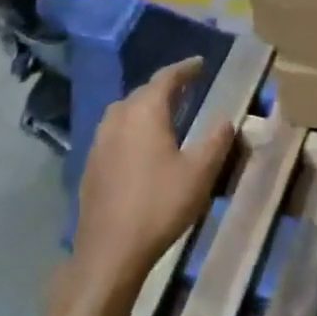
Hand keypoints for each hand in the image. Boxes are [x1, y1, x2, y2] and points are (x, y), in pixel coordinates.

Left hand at [73, 57, 234, 293]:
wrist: (109, 251)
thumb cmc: (159, 205)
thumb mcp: (200, 172)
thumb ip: (216, 140)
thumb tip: (226, 119)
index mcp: (145, 112)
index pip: (166, 78)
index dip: (185, 69)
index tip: (200, 64)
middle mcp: (118, 118)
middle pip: (143, 92)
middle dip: (165, 87)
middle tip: (187, 87)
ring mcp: (99, 141)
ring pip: (125, 111)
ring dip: (145, 106)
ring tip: (165, 112)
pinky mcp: (91, 164)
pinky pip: (115, 131)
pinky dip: (132, 127)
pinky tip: (142, 144)